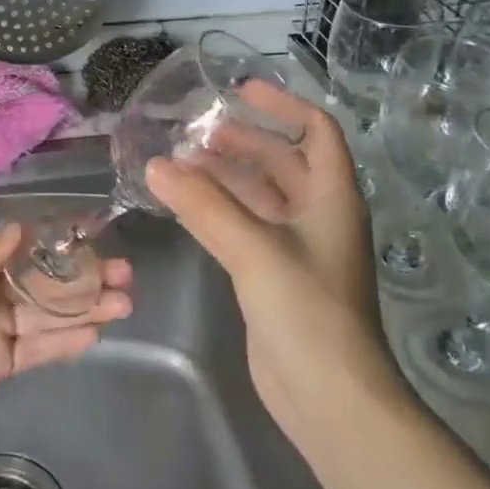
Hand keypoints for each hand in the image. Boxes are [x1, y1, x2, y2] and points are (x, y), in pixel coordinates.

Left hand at [0, 224, 131, 452]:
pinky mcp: (2, 367)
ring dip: (86, 309)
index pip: (23, 252)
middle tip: (125, 276)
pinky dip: (68, 341)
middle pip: (44, 283)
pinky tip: (97, 332)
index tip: (94, 238)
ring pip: (50, 316)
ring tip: (125, 303)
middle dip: (83, 278)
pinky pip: (41, 349)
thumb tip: (20, 228)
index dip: (58, 246)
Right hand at [146, 83, 398, 440]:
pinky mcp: (275, 276)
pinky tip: (185, 206)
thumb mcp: (256, 250)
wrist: (330, 398)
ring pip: (260, 196)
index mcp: (333, 197)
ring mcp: (298, 248)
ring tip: (181, 162)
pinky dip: (219, 210)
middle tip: (195, 132)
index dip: (282, 105)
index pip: (316, 131)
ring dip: (226, 176)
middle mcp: (319, 215)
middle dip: (243, 141)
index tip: (240, 91)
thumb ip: (204, 206)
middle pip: (283, 161)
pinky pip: (245, 227)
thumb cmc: (307, 312)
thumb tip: (156, 165)